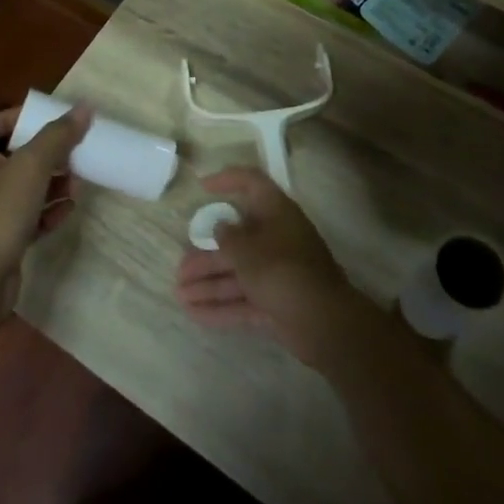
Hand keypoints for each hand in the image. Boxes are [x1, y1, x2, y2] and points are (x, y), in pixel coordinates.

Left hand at [0, 103, 87, 305]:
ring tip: (78, 181)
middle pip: (12, 158)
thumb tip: (84, 107)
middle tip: (71, 151)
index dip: (12, 118)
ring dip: (51, 184)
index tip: (41, 118)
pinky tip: (68, 210)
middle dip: (43, 153)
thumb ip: (58, 135)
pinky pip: (29, 219)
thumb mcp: (32, 164)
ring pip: (24, 190)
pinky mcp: (3, 242)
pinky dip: (48, 212)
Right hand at [174, 167, 362, 365]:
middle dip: (206, 255)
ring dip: (209, 283)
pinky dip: (222, 306)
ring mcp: (277, 273)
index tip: (202, 187)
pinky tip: (195, 314)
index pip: (252, 184)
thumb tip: (220, 225)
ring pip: (238, 273)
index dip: (228, 180)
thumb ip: (228, 237)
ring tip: (179, 295)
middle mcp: (277, 239)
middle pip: (237, 240)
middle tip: (180, 269)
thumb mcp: (248, 251)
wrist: (324, 323)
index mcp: (276, 213)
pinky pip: (244, 300)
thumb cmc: (283, 272)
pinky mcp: (276, 303)